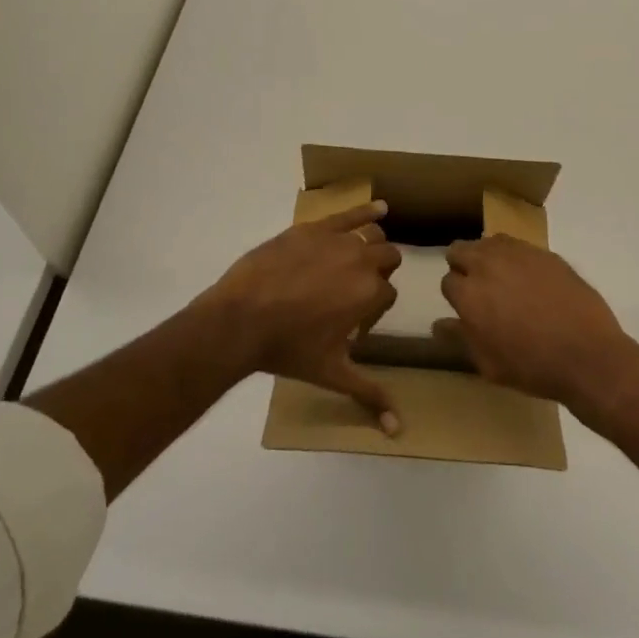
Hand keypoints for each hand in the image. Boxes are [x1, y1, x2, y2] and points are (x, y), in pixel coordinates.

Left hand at [198, 202, 404, 433]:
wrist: (239, 320)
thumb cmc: (288, 349)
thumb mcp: (332, 374)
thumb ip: (369, 395)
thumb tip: (399, 429)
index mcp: (370, 293)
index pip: (388, 294)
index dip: (374, 308)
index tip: (354, 321)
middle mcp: (361, 261)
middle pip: (387, 259)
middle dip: (379, 272)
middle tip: (355, 290)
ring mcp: (336, 240)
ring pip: (371, 235)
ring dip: (371, 245)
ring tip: (358, 257)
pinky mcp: (312, 228)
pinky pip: (349, 213)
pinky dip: (367, 210)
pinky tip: (380, 207)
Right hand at [436, 235, 638, 415]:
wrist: (587, 355)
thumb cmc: (532, 367)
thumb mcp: (488, 364)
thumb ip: (460, 338)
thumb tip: (438, 324)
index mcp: (468, 294)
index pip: (448, 281)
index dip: (456, 295)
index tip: (468, 308)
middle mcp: (487, 265)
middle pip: (460, 250)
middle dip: (463, 266)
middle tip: (479, 288)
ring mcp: (518, 254)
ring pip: (489, 242)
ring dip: (488, 256)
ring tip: (503, 279)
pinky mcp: (545, 253)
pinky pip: (519, 246)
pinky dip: (516, 258)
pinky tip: (529, 279)